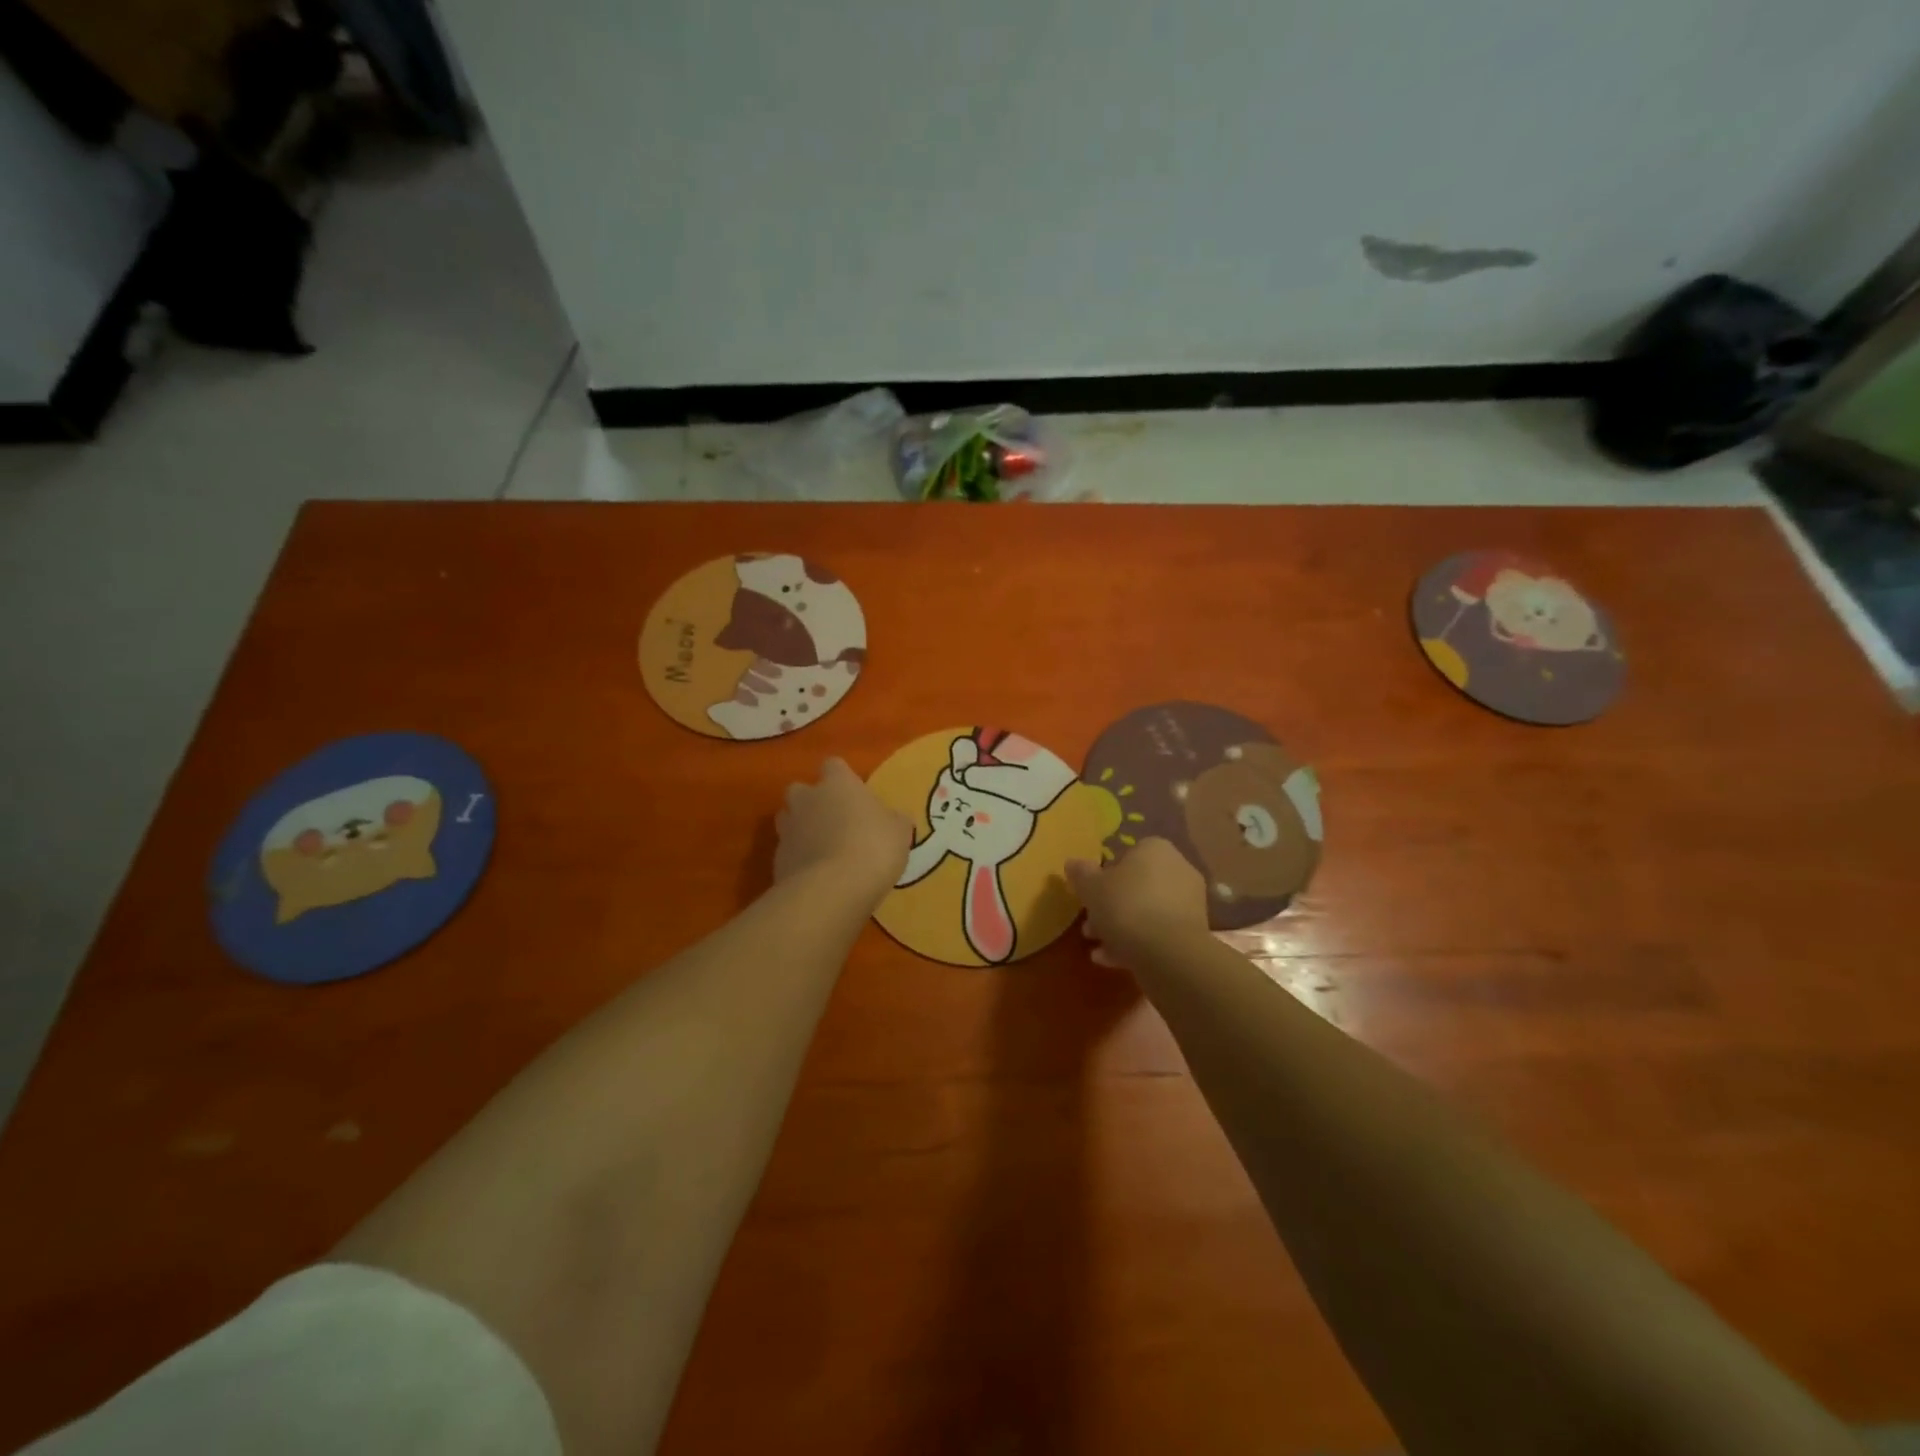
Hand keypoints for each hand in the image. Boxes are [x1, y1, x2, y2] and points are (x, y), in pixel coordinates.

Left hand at [775, 758, 911, 905]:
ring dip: (801, 829)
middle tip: (834, 821)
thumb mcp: (899, 832)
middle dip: (812, 802)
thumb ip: (894, 820)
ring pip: (788, 819)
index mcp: (838, 784)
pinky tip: (816, 876)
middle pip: (801, 790)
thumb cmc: (873, 848)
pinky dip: (798, 859)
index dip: (842, 778)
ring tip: (823, 849)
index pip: (834, 765)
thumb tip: (895, 819)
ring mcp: (788, 829)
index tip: (854, 795)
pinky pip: (788, 851)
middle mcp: (807, 799)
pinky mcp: (777, 859)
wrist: (832, 889)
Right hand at [1065, 838, 1209, 970]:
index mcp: (1156, 849)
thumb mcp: (1091, 887)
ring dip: (1121, 927)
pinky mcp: (1194, 933)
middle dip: (1112, 906)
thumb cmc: (1125, 906)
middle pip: (1137, 885)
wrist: (1168, 952)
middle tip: (1090, 925)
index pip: (1129, 853)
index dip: (1107, 873)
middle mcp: (1178, 869)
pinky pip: (1159, 932)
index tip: (1091, 893)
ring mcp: (1190, 902)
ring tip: (1098, 947)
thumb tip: (1073, 863)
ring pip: (1147, 911)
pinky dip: (1137, 943)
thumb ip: (1081, 873)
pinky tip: (1112, 960)